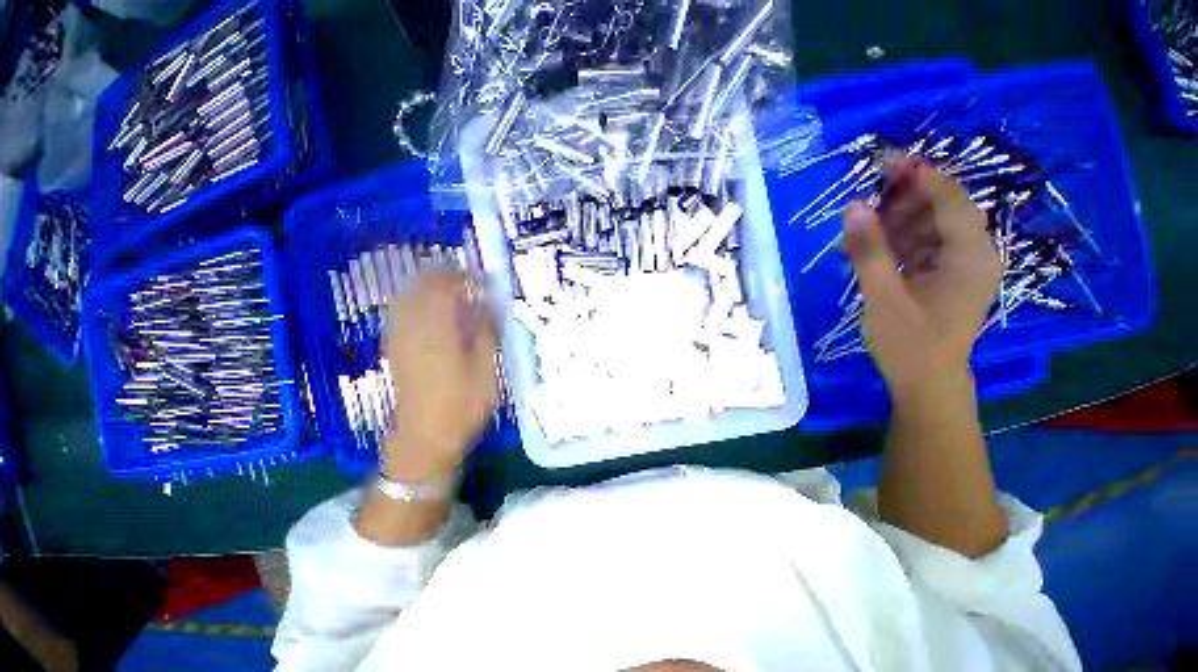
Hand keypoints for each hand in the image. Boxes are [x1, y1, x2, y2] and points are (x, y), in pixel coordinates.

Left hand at [381, 273, 497, 481]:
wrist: (424, 438)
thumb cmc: (463, 405)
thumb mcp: (487, 370)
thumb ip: (487, 334)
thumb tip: (488, 307)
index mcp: (438, 331)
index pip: (445, 286)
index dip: (464, 277)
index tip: (483, 281)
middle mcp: (413, 328)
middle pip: (422, 285)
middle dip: (446, 278)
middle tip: (470, 286)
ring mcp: (399, 337)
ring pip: (408, 295)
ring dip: (431, 289)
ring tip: (455, 297)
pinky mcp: (394, 348)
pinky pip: (401, 313)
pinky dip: (418, 304)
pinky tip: (436, 316)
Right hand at [841, 154, 1001, 397]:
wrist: (925, 384)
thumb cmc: (908, 344)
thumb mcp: (883, 296)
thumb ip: (868, 250)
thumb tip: (852, 208)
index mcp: (971, 256)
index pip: (950, 200)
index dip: (919, 175)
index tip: (883, 160)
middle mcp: (973, 254)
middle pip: (939, 210)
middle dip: (900, 202)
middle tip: (859, 204)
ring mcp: (959, 266)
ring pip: (926, 228)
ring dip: (890, 226)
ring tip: (853, 236)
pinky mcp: (943, 277)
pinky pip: (919, 248)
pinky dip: (892, 245)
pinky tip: (863, 250)